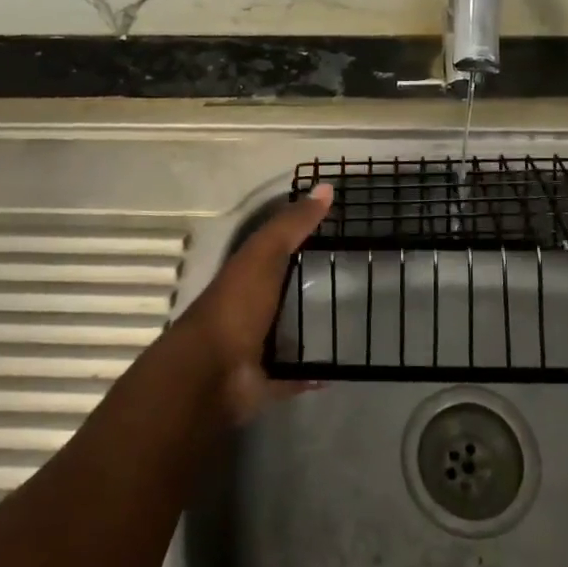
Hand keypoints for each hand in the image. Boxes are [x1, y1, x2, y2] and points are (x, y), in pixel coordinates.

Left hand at [171, 183, 332, 422]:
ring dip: (312, 328)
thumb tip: (326, 186)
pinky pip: (294, 374)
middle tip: (356, 279)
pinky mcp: (266, 380)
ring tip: (354, 321)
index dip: (301, 237)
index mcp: (247, 272)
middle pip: (283, 290)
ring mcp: (256, 345)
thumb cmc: (237, 305)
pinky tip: (338, 366)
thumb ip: (292, 224)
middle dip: (312, 285)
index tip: (338, 232)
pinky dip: (313, 372)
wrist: (210, 373)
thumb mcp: (264, 253)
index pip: (275, 248)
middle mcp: (249, 306)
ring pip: (288, 331)